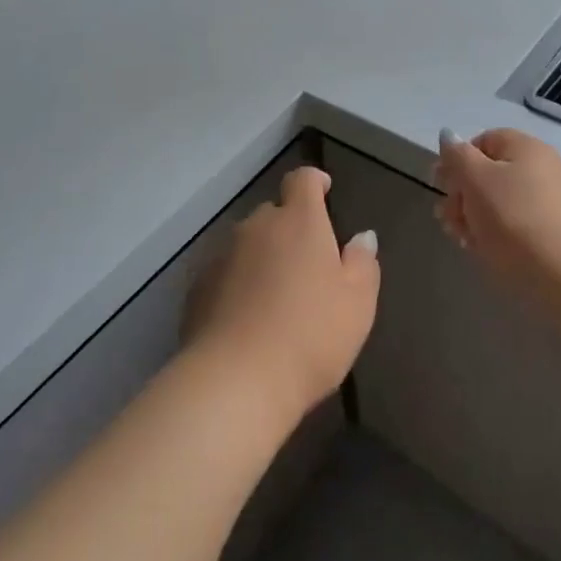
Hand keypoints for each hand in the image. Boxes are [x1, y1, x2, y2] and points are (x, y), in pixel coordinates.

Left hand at [185, 167, 380, 423]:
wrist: (236, 380)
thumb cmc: (311, 335)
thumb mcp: (357, 303)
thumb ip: (362, 263)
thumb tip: (362, 237)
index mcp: (299, 221)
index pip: (303, 180)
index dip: (315, 182)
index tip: (325, 191)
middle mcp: (257, 227)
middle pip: (274, 214)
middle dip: (290, 229)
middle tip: (307, 264)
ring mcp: (222, 255)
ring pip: (247, 244)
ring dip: (262, 258)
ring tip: (276, 296)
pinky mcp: (197, 287)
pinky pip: (225, 274)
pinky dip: (237, 284)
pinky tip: (247, 319)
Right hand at [434, 129, 560, 294]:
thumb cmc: (514, 220)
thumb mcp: (475, 181)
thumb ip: (457, 155)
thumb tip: (448, 136)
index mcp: (527, 148)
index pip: (483, 141)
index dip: (457, 160)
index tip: (441, 186)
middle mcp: (545, 167)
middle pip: (491, 173)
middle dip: (463, 194)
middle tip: (447, 218)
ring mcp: (555, 201)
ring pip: (503, 202)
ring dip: (476, 216)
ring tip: (464, 239)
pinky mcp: (559, 232)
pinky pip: (520, 224)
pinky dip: (500, 233)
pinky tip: (488, 251)